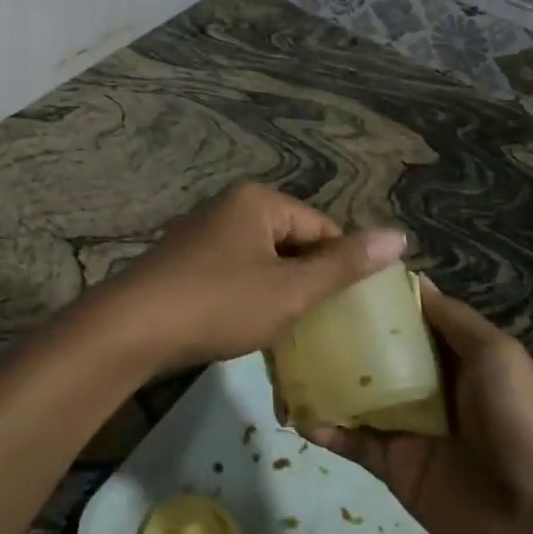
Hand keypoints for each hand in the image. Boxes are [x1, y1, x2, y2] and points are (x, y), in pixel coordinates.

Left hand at [81, 183, 406, 371]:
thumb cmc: (219, 303)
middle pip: (292, 242)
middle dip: (309, 282)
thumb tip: (399, 236)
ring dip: (280, 293)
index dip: (342, 269)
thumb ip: (343, 265)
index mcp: (258, 201)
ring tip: (292, 332)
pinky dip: (250, 297)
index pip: (322, 229)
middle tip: (324, 327)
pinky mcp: (185, 260)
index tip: (352, 311)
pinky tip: (251, 327)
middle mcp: (230, 206)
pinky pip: (235, 272)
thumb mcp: (289, 289)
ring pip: (263, 261)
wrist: (132, 327)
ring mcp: (203, 232)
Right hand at [308, 277, 532, 533]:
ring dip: (319, 377)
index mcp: (453, 352)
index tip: (330, 268)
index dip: (373, 292)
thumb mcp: (497, 355)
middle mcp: (423, 381)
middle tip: (290, 314)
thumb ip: (451, 319)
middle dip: (334, 332)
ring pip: (352, 390)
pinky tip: (294, 413)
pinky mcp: (389, 462)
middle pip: (371, 349)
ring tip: (279, 360)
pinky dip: (322, 425)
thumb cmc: (521, 425)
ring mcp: (403, 423)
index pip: (404, 313)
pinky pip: (348, 438)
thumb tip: (411, 279)